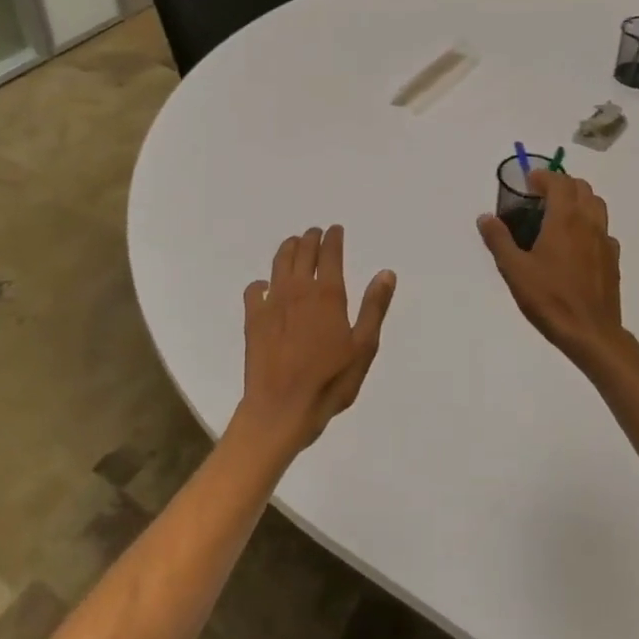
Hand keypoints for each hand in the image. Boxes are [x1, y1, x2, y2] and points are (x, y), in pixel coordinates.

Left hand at [234, 225, 395, 458]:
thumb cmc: (330, 381)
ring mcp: (272, 302)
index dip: (333, 238)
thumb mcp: (363, 347)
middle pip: (303, 252)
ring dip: (288, 249)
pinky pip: (255, 289)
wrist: (282, 408)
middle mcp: (298, 290)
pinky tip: (266, 287)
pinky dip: (262, 282)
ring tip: (293, 244)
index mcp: (328, 294)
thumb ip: (374, 307)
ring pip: (279, 263)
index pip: (330, 254)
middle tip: (315, 233)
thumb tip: (385, 273)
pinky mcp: (253, 318)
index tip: (336, 230)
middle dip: (310, 239)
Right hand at [478, 171, 638, 376]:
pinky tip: (576, 243)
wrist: (590, 333)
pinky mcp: (613, 259)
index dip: (544, 176)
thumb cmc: (549, 298)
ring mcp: (605, 241)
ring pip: (597, 205)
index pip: (559, 182)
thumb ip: (498, 240)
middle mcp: (588, 223)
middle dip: (562, 184)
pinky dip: (590, 224)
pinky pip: (603, 230)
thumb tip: (485, 217)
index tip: (528, 182)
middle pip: (582, 188)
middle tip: (541, 196)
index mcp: (565, 220)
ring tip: (559, 214)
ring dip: (579, 200)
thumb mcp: (514, 270)